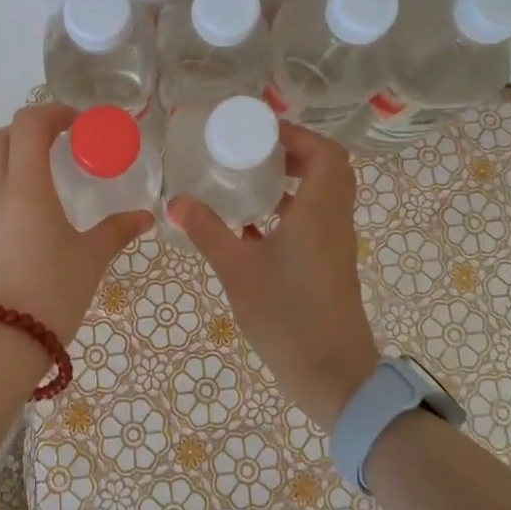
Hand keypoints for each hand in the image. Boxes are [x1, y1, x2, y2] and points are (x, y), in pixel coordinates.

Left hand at [0, 104, 153, 345]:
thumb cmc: (50, 293)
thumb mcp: (90, 259)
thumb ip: (117, 231)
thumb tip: (146, 217)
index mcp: (25, 188)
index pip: (28, 125)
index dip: (54, 113)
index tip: (80, 125)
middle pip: (0, 137)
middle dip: (31, 129)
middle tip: (64, 141)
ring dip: (20, 155)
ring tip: (56, 173)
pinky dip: (14, 181)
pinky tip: (41, 207)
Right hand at [169, 122, 380, 431]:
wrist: (334, 377)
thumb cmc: (288, 317)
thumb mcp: (238, 271)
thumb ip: (208, 232)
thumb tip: (175, 201)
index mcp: (319, 212)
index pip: (325, 153)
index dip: (297, 134)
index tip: (259, 133)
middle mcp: (334, 220)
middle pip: (327, 168)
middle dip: (291, 153)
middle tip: (251, 152)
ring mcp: (335, 244)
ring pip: (322, 195)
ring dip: (291, 181)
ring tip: (248, 181)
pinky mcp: (330, 264)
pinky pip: (315, 219)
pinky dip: (290, 210)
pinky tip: (252, 225)